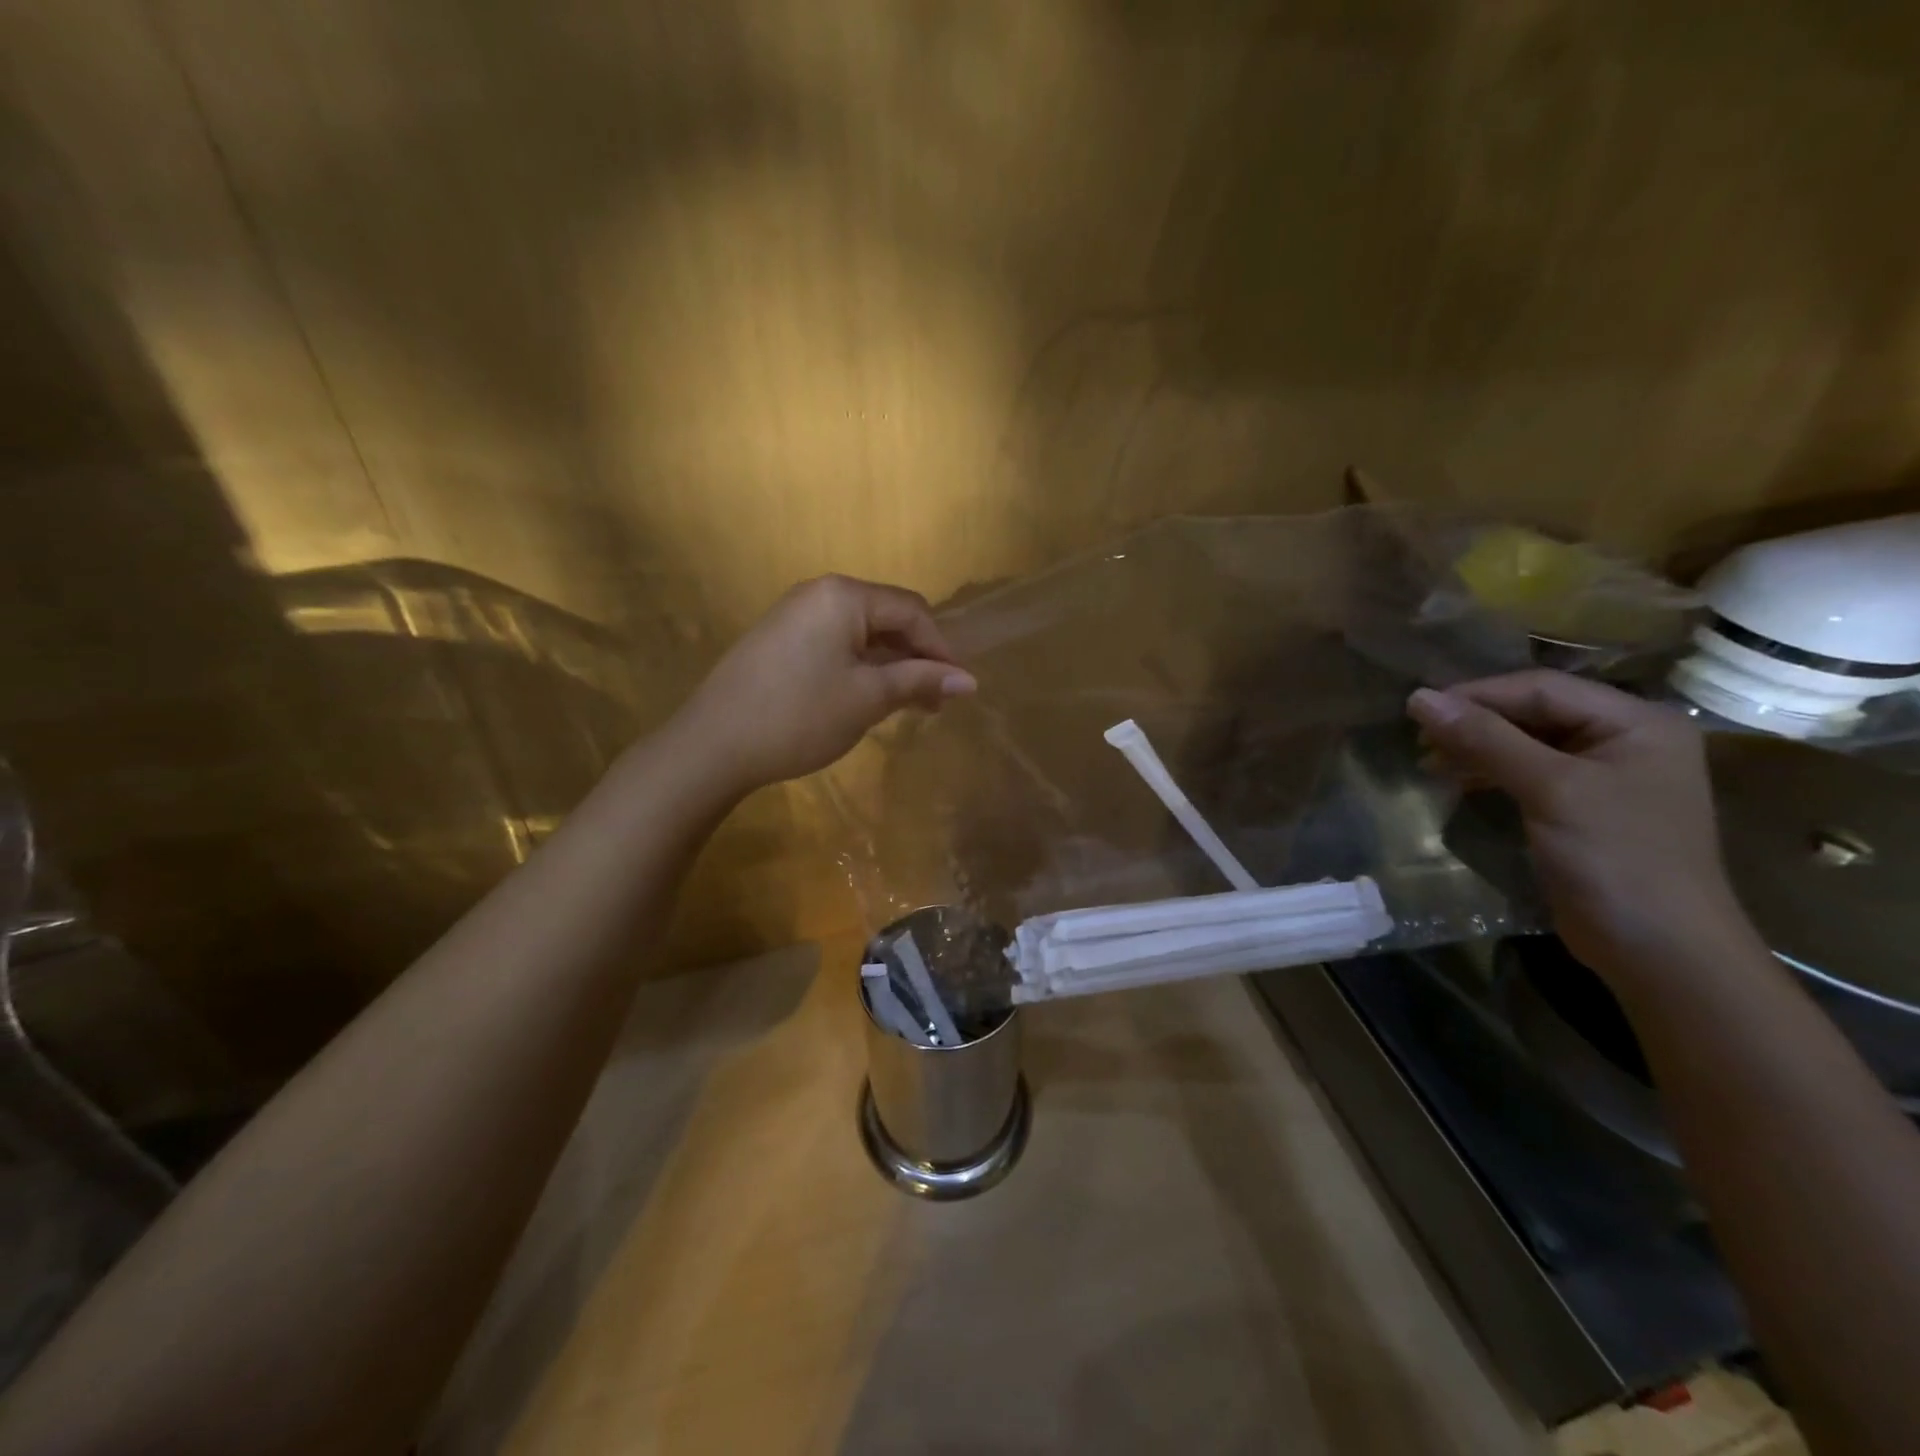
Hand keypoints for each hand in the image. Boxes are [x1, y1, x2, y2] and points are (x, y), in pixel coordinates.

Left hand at [679, 574, 975, 794]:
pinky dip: (860, 668)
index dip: (941, 648)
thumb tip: (969, 680)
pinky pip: (834, 644)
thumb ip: (919, 681)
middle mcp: (818, 593)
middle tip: (934, 702)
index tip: (959, 688)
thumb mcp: (868, 698)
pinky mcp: (778, 640)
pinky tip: (867, 699)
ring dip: (890, 666)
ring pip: (860, 634)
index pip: (912, 610)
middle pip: (886, 618)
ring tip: (907, 706)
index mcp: (843, 595)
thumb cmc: (800, 716)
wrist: (712, 745)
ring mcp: (793, 615)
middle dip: (916, 658)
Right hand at [1407, 671, 1751, 983]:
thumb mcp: (1550, 789)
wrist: (1660, 951)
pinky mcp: (1582, 808)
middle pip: (1534, 712)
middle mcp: (1624, 740)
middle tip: (1418, 735)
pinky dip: (1488, 772)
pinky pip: (1527, 773)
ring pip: (1525, 743)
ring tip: (1428, 760)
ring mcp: (1604, 776)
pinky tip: (1457, 780)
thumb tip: (1418, 698)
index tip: (1417, 708)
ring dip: (1475, 747)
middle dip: (1474, 721)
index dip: (1477, 694)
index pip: (1542, 689)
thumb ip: (1486, 739)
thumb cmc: (1616, 858)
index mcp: (1636, 722)